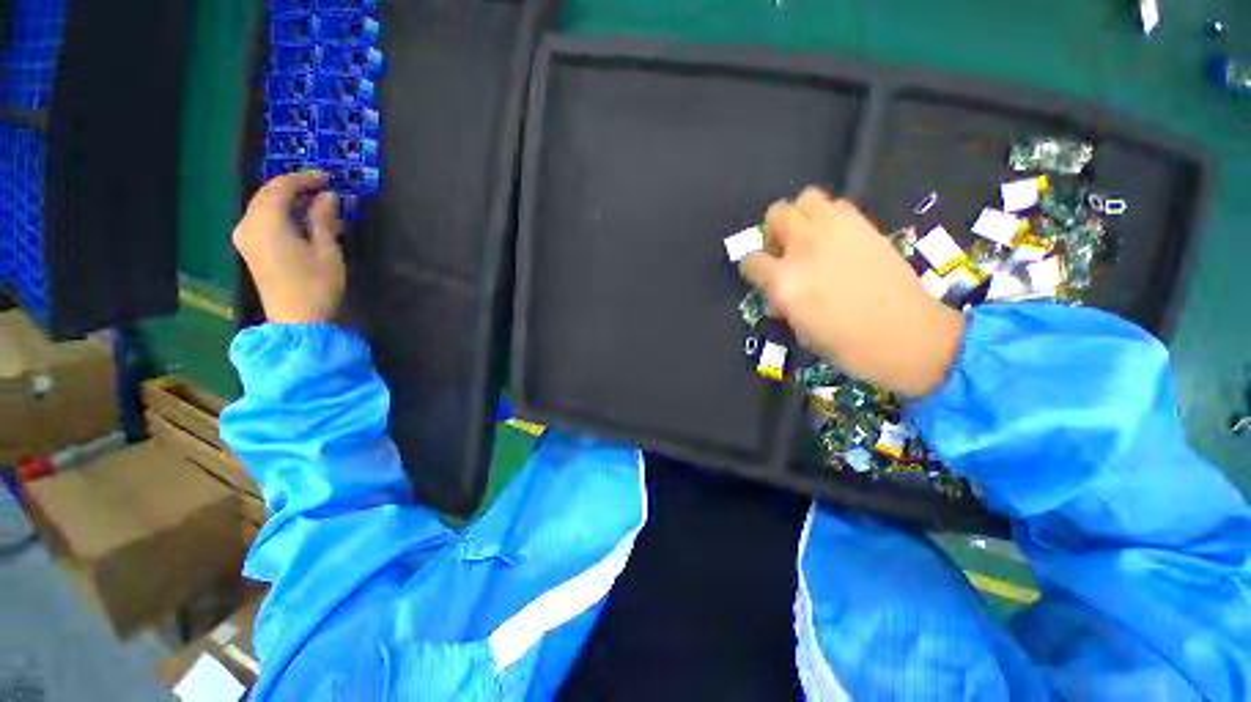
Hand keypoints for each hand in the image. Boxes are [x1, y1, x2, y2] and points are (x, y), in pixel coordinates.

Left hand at [233, 171, 345, 323]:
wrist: (297, 321)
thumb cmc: (316, 285)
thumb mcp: (326, 250)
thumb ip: (323, 219)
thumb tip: (328, 196)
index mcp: (266, 222)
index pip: (281, 187)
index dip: (305, 178)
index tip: (330, 178)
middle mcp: (248, 224)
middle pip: (269, 194)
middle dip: (296, 188)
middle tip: (325, 189)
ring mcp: (246, 237)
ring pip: (265, 207)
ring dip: (291, 201)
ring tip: (319, 205)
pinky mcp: (251, 249)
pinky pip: (264, 220)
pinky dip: (284, 215)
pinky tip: (304, 221)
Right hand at [740, 188, 964, 397]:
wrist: (908, 337)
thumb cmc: (847, 345)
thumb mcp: (800, 330)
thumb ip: (783, 303)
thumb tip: (778, 296)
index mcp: (784, 280)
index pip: (751, 261)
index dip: (753, 271)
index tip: (762, 280)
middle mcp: (805, 247)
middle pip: (776, 214)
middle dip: (774, 232)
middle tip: (784, 253)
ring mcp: (837, 231)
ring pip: (806, 199)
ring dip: (801, 217)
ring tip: (810, 240)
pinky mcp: (865, 226)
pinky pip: (838, 206)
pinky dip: (829, 217)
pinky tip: (837, 241)